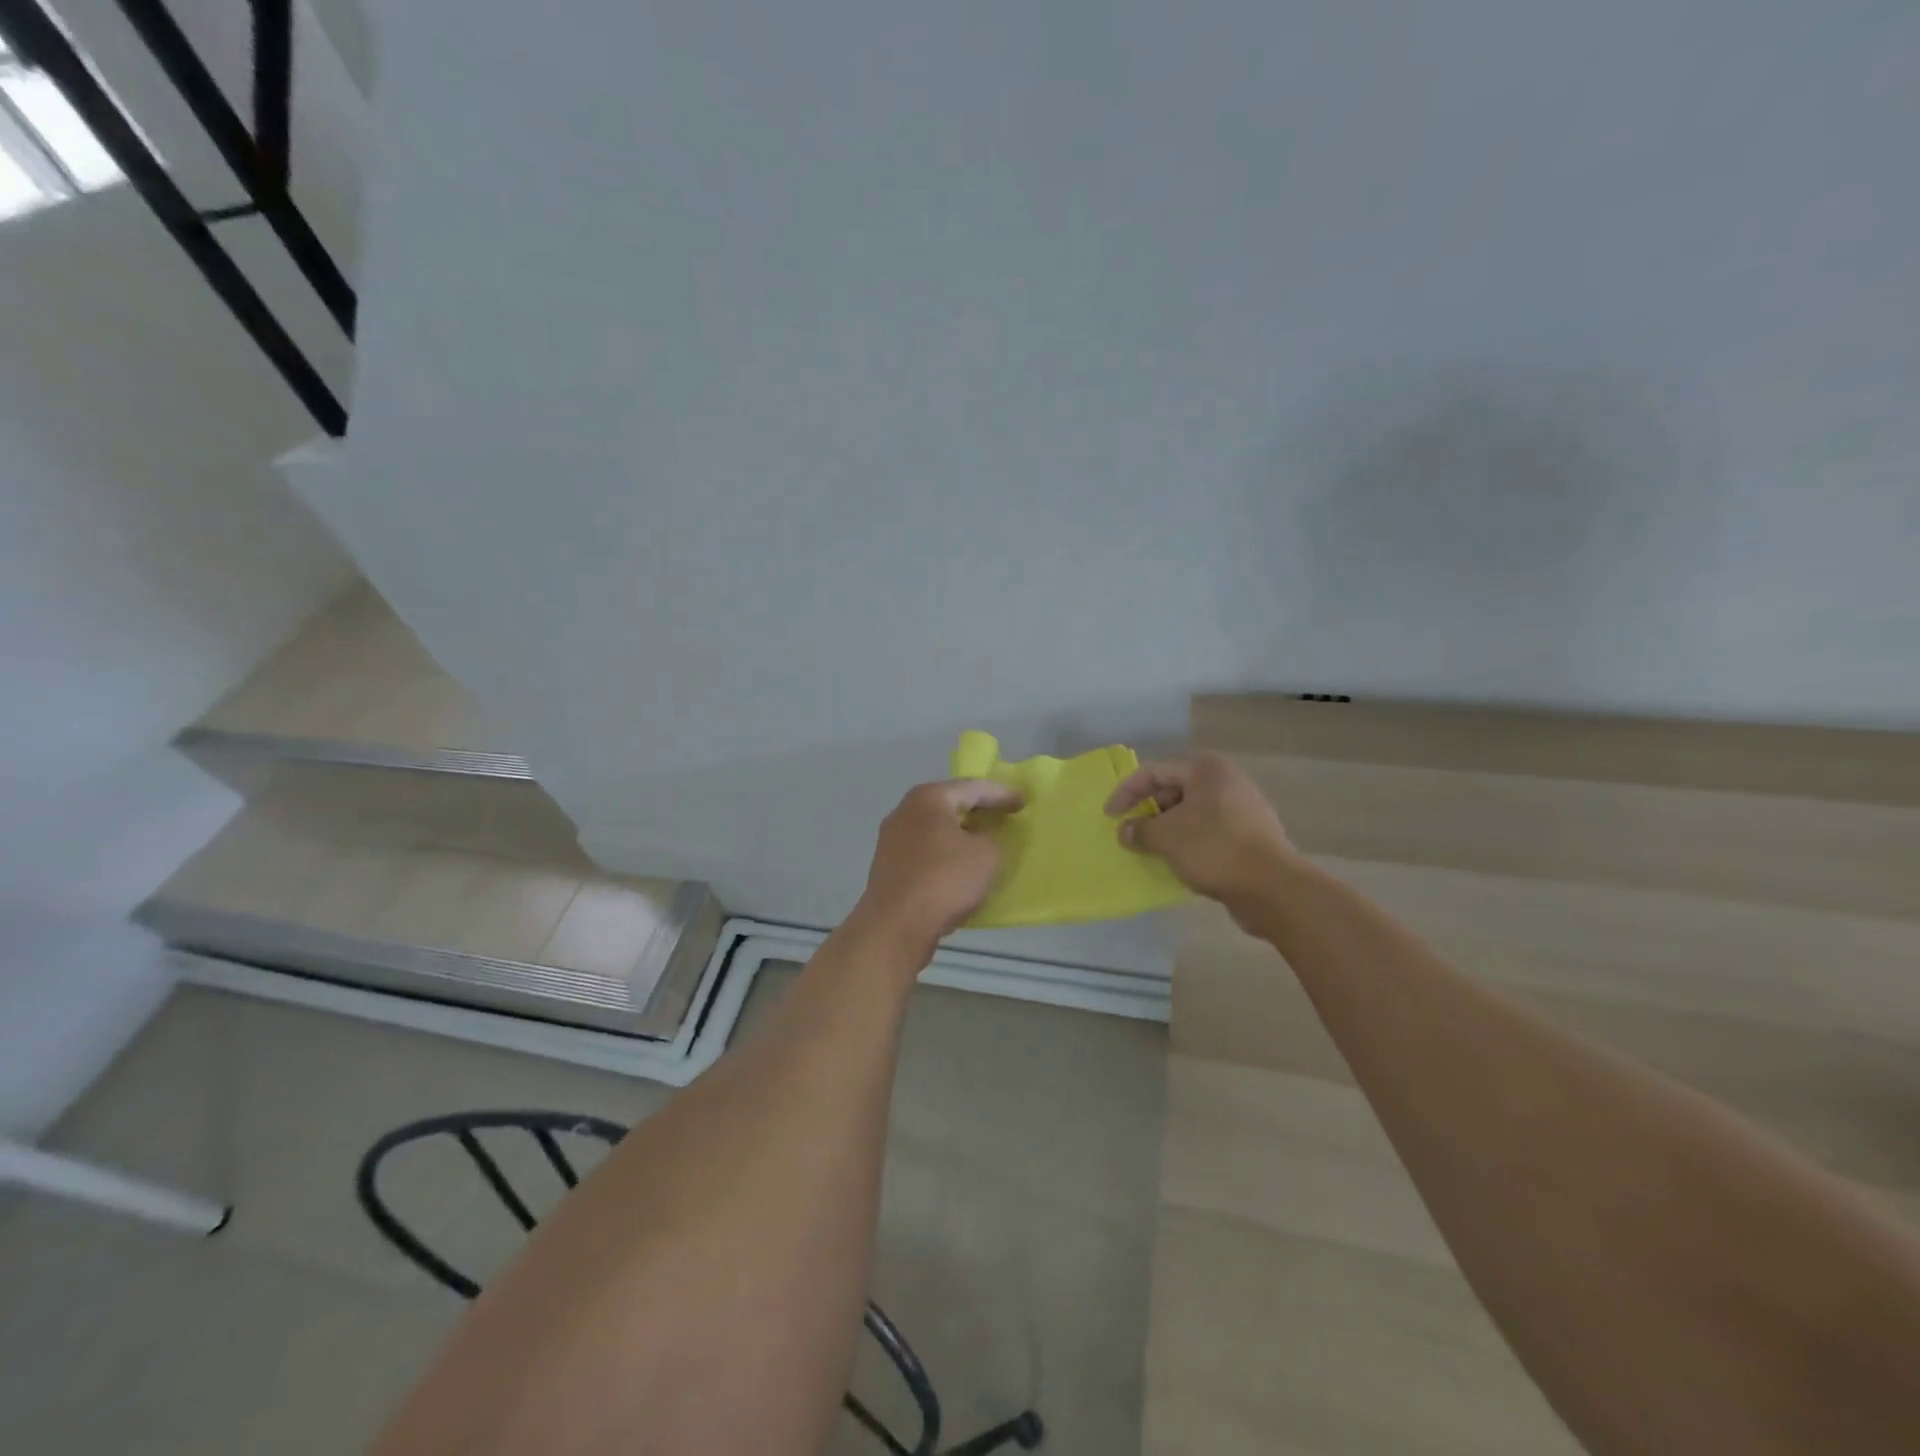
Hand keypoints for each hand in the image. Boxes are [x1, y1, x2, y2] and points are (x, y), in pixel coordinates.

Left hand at [851, 779, 1023, 961]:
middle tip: (1004, 817)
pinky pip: (925, 852)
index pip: (973, 787)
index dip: (1002, 794)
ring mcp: (891, 840)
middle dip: (978, 811)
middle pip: (949, 804)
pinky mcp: (888, 867)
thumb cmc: (944, 880)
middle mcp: (905, 811)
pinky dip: (945, 854)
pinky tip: (959, 868)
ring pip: (935, 830)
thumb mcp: (987, 855)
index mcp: (928, 798)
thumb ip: (992, 838)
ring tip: (984, 843)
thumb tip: (980, 839)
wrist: (895, 926)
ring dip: (960, 835)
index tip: (1023, 802)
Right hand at [1106, 753, 1297, 916]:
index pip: (1154, 771)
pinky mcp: (1251, 836)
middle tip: (1130, 832)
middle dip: (1148, 811)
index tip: (1109, 816)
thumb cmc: (1213, 849)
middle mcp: (1227, 781)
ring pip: (1192, 813)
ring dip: (1167, 829)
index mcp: (1206, 769)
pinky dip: (1189, 842)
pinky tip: (1178, 862)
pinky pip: (1209, 832)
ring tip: (1150, 849)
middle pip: (1174, 789)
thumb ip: (1139, 830)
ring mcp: (1243, 809)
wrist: (1273, 887)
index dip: (1126, 792)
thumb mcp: (1165, 837)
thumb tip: (1126, 831)